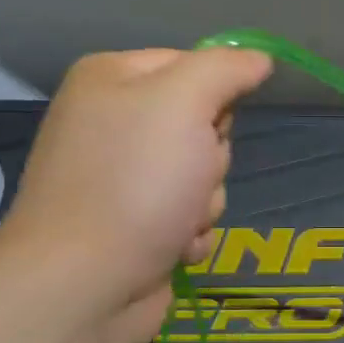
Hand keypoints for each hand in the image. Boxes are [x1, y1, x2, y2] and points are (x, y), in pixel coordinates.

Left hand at [0, 46, 271, 342]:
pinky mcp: (136, 226)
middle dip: (210, 159)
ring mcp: (123, 180)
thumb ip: (225, 70)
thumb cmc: (136, 182)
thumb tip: (259, 59)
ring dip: (204, 203)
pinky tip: (172, 247)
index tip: (213, 123)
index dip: (216, 96)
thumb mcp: (185, 104)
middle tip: (190, 177)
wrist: (84, 283)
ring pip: (202, 176)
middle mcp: (113, 124)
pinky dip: (189, 234)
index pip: (194, 65)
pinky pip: (189, 218)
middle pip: (203, 125)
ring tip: (179, 221)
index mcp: (112, 80)